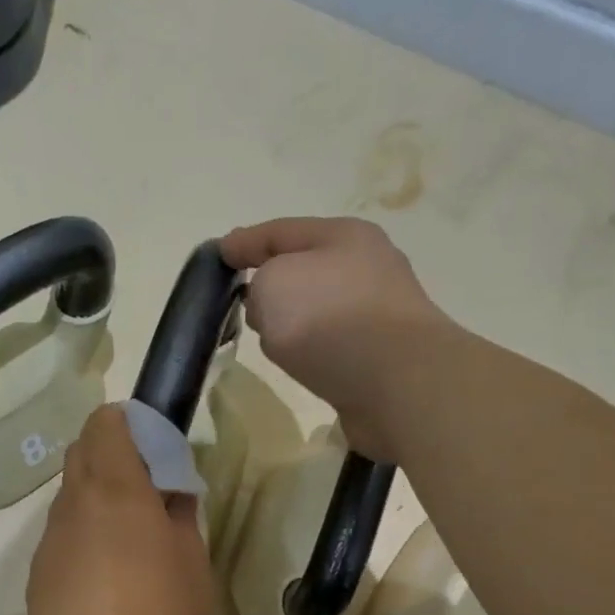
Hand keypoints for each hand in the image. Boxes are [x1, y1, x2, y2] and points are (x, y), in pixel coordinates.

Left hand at [27, 406, 213, 614]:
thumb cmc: (154, 609)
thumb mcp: (192, 563)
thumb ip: (182, 519)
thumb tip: (173, 496)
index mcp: (115, 483)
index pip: (105, 422)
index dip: (130, 424)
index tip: (156, 450)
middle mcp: (75, 499)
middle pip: (82, 451)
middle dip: (113, 455)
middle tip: (148, 490)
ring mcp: (51, 534)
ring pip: (72, 494)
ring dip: (98, 497)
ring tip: (131, 538)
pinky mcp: (40, 568)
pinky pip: (64, 532)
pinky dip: (85, 533)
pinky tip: (107, 574)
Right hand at [221, 217, 449, 456]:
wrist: (397, 382)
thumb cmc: (328, 318)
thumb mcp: (273, 284)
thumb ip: (258, 284)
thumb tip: (271, 307)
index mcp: (343, 236)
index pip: (280, 231)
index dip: (244, 242)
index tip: (216, 256)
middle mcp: (366, 267)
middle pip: (304, 268)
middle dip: (270, 280)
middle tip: (239, 300)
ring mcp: (377, 312)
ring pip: (318, 308)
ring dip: (293, 319)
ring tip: (267, 337)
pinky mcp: (380, 354)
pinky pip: (331, 343)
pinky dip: (312, 349)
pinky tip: (299, 363)